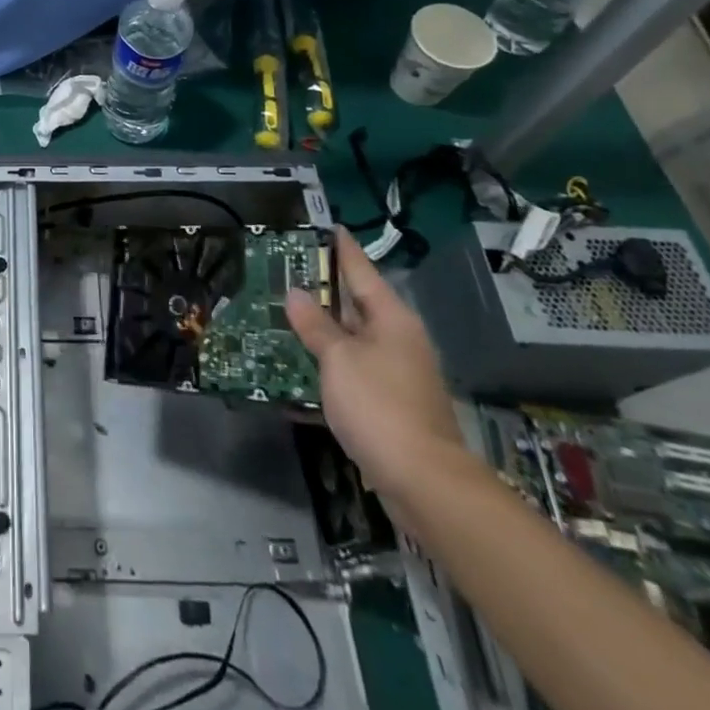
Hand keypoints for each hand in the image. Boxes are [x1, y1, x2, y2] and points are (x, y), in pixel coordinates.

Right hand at [286, 230, 467, 524]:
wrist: (424, 482)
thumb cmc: (379, 406)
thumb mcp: (338, 359)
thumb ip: (315, 325)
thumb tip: (296, 293)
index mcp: (392, 318)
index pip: (361, 270)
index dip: (341, 248)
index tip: (326, 227)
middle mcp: (398, 338)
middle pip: (357, 303)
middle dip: (324, 288)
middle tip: (287, 268)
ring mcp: (396, 372)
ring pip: (353, 337)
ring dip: (322, 326)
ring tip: (285, 310)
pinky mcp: (390, 402)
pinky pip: (353, 368)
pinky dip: (329, 360)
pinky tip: (301, 362)